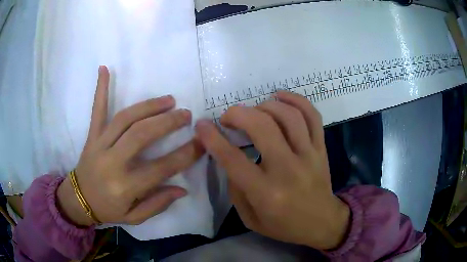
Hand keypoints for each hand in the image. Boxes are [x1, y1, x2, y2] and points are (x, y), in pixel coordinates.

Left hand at [57, 66, 203, 225]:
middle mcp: (112, 162)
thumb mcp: (134, 217)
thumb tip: (181, 189)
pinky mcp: (91, 136)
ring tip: (168, 99)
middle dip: (168, 122)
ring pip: (125, 118)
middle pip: (142, 135)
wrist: (78, 200)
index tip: (201, 142)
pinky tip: (104, 69)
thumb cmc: (108, 210)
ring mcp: (99, 145)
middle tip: (186, 114)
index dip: (185, 154)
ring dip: (148, 106)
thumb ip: (157, 204)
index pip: (161, 168)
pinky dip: (100, 89)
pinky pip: (96, 110)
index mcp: (125, 186)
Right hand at [195, 91, 349, 249]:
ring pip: (288, 116)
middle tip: (228, 117)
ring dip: (265, 105)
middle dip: (238, 114)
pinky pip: (312, 116)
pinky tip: (280, 97)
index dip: (212, 138)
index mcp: (266, 193)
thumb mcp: (250, 219)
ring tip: (254, 110)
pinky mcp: (321, 148)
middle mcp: (288, 170)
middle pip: (262, 127)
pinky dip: (296, 100)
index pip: (233, 159)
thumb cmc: (284, 226)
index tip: (202, 125)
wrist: (322, 223)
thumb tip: (229, 157)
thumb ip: (236, 188)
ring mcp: (309, 155)